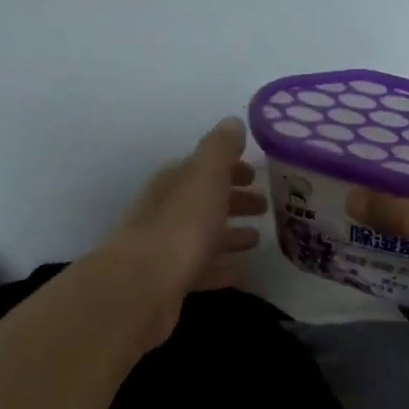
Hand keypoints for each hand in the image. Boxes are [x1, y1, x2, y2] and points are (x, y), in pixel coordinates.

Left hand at [99, 115, 267, 343]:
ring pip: (202, 237)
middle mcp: (166, 212)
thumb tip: (233, 123)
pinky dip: (221, 268)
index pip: (201, 168)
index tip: (256, 174)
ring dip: (228, 235)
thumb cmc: (181, 225)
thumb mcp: (205, 176)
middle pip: (202, 202)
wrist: (144, 285)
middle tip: (264, 206)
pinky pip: (201, 270)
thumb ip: (220, 148)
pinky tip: (241, 272)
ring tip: (257, 239)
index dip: (229, 168)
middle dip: (232, 201)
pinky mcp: (170, 282)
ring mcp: (166, 249)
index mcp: (174, 183)